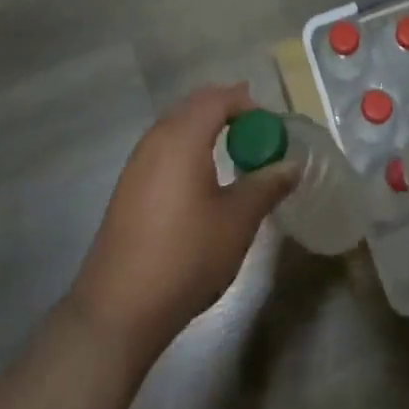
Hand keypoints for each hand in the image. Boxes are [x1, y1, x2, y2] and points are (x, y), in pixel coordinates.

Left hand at [70, 83, 298, 362]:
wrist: (117, 310)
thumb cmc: (185, 256)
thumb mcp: (238, 221)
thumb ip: (266, 185)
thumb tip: (291, 165)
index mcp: (182, 137)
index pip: (218, 98)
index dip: (247, 104)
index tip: (271, 128)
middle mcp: (155, 140)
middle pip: (194, 106)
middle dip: (227, 111)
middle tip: (256, 134)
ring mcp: (137, 163)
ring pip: (176, 126)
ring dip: (206, 129)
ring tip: (233, 153)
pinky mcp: (128, 188)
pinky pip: (163, 148)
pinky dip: (188, 149)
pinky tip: (202, 180)